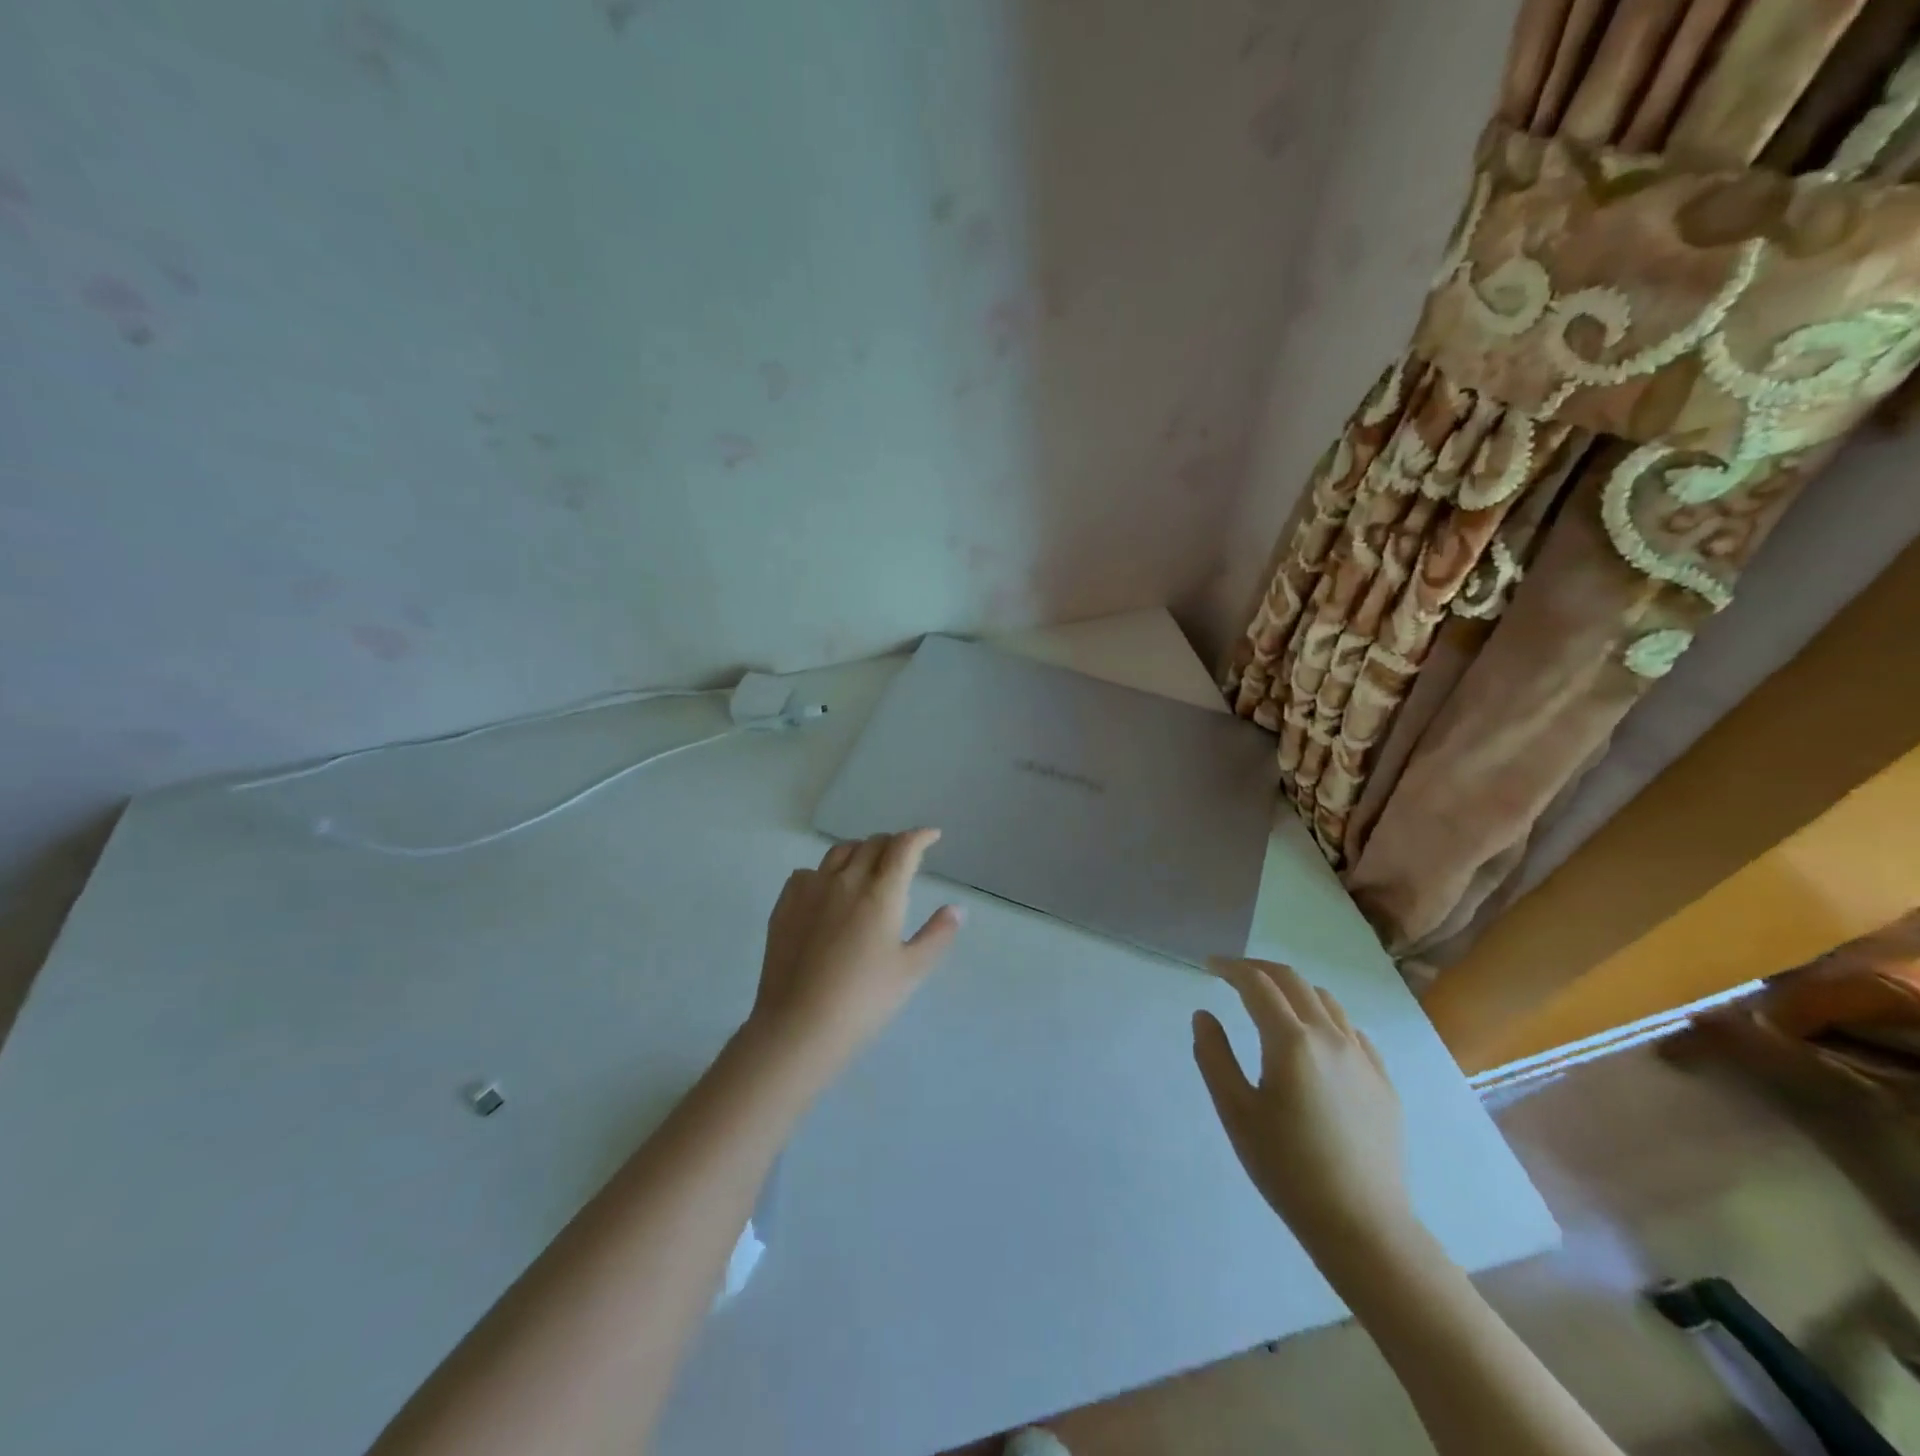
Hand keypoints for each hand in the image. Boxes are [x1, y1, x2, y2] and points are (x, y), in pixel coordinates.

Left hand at [748, 829, 962, 1072]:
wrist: (799, 1025)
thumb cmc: (863, 1000)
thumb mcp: (911, 970)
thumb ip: (937, 934)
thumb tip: (957, 908)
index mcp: (881, 893)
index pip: (903, 848)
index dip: (920, 836)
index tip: (932, 836)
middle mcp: (845, 880)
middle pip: (871, 844)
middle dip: (892, 843)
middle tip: (903, 855)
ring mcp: (810, 890)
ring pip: (838, 852)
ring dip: (859, 851)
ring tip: (867, 865)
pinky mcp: (785, 905)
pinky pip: (807, 873)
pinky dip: (825, 872)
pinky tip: (827, 890)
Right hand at [1193, 958, 1411, 1252]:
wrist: (1363, 1226)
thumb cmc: (1287, 1168)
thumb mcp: (1235, 1112)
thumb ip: (1214, 1055)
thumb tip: (1204, 1014)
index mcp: (1291, 1041)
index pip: (1257, 984)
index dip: (1231, 968)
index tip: (1210, 966)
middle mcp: (1330, 1037)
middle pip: (1292, 981)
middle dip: (1259, 970)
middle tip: (1233, 975)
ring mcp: (1363, 1058)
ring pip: (1325, 1001)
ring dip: (1293, 990)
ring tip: (1271, 1003)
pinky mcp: (1382, 1081)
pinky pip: (1351, 1030)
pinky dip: (1324, 1018)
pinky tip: (1314, 1040)